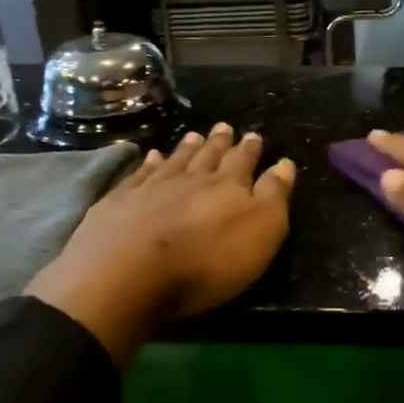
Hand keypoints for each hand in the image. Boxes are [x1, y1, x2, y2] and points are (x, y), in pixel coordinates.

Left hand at [26, 124, 294, 365]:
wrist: (126, 275)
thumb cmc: (206, 261)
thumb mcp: (260, 231)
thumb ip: (273, 195)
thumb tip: (285, 163)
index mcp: (228, 186)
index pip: (244, 162)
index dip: (250, 150)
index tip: (254, 135)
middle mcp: (191, 179)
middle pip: (208, 156)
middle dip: (220, 143)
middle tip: (225, 127)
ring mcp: (151, 188)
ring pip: (175, 161)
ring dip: (186, 148)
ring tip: (194, 135)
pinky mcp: (118, 203)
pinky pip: (138, 176)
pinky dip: (147, 164)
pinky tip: (151, 157)